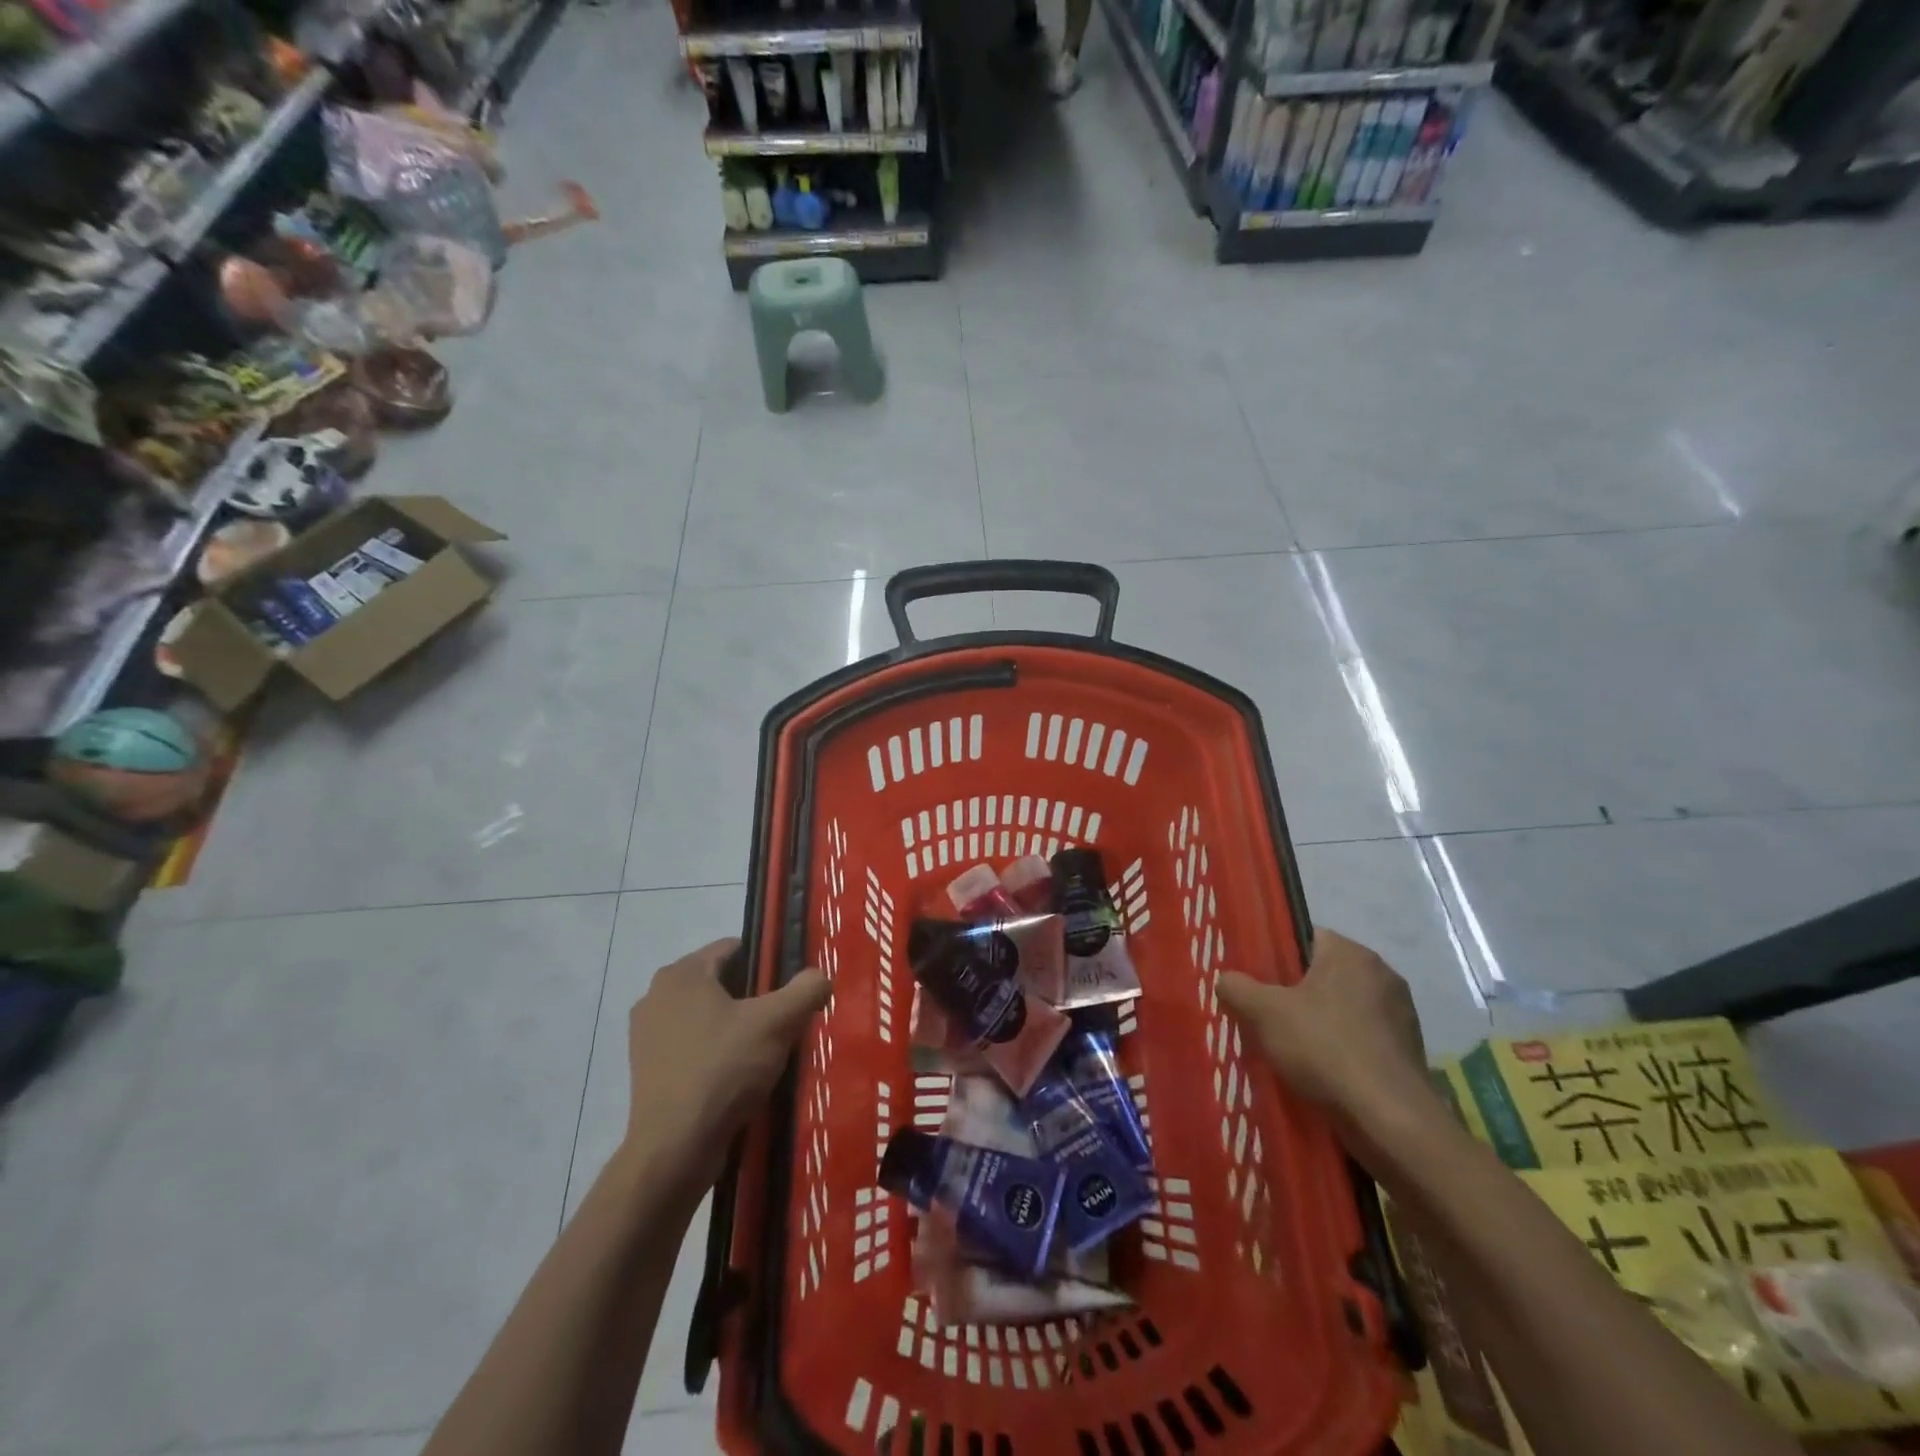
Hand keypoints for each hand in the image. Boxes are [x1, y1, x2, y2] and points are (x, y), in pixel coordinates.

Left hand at [624, 938, 830, 1190]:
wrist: (675, 1148)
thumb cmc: (723, 1069)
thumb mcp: (777, 1023)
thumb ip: (805, 990)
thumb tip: (820, 976)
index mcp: (681, 974)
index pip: (733, 948)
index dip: (766, 964)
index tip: (789, 989)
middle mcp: (656, 996)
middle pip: (720, 983)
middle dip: (752, 998)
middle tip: (782, 1022)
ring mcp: (646, 1035)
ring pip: (706, 1017)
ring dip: (734, 1028)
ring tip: (764, 1052)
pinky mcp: (646, 1070)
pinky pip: (692, 1046)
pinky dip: (715, 1053)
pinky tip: (738, 1077)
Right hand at [1217, 927, 1427, 1120]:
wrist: (1389, 1119)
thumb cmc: (1324, 1048)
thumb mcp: (1264, 1013)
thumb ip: (1237, 987)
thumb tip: (1226, 980)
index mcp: (1351, 953)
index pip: (1307, 937)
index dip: (1279, 957)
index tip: (1259, 982)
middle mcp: (1383, 974)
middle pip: (1325, 974)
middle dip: (1298, 993)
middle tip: (1268, 1015)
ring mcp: (1402, 1014)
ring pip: (1345, 1008)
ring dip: (1322, 1022)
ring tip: (1292, 1048)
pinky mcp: (1411, 1050)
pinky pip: (1364, 1037)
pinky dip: (1344, 1048)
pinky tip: (1324, 1071)